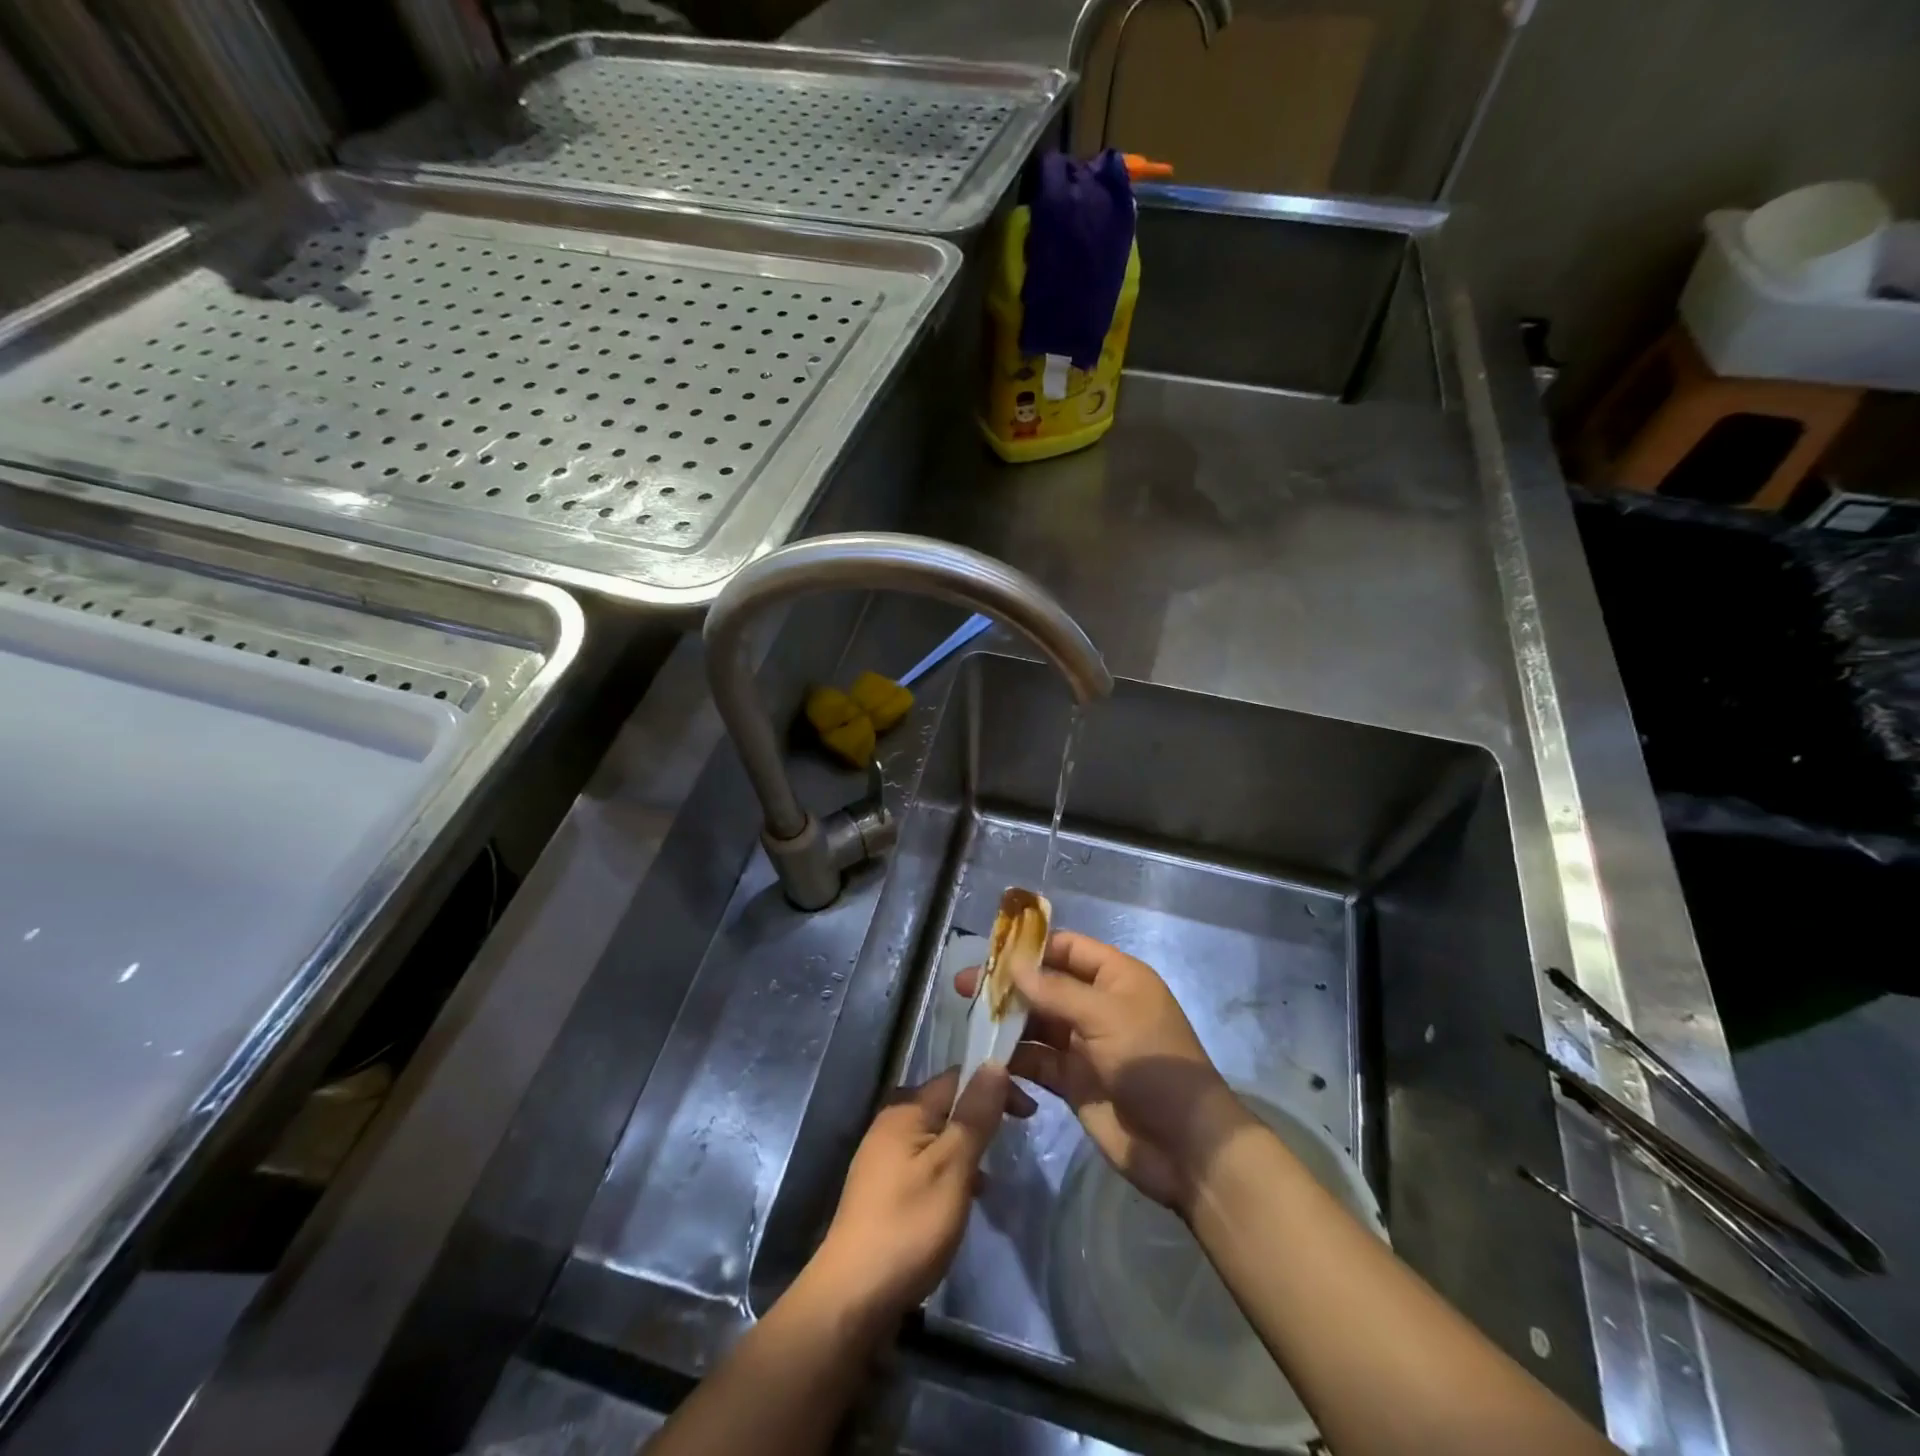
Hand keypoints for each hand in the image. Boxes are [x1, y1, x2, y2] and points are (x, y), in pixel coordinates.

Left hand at [806, 1065, 1028, 1326]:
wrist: (852, 1298)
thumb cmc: (909, 1226)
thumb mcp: (952, 1167)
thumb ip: (974, 1115)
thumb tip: (994, 1062)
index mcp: (905, 1110)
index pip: (957, 1078)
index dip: (993, 1084)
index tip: (1028, 1112)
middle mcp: (890, 1125)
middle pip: (946, 1104)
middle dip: (982, 1115)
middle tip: (1015, 1137)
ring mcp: (883, 1159)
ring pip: (938, 1136)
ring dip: (968, 1146)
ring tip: (993, 1172)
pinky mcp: (884, 1191)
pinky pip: (927, 1164)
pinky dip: (951, 1171)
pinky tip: (965, 1198)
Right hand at [958, 930, 1245, 1211]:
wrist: (1185, 1146)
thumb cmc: (1151, 1063)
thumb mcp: (1105, 1017)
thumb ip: (1056, 992)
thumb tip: (1014, 967)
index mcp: (1116, 977)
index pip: (1067, 948)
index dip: (1031, 947)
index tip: (989, 951)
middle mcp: (1098, 1005)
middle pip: (1046, 985)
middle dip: (1009, 986)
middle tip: (964, 988)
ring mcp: (1086, 1045)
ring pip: (1038, 1024)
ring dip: (1007, 1023)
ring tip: (968, 1022)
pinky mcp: (1075, 1082)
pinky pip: (1038, 1062)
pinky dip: (1015, 1059)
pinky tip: (987, 1059)